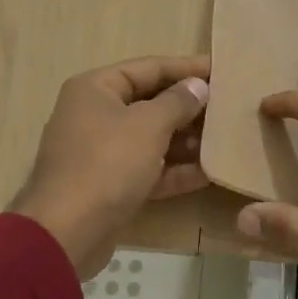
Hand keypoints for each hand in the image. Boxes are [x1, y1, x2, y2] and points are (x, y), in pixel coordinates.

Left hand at [11, 55, 211, 279]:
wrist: (68, 231)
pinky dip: (174, 170)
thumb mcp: (148, 125)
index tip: (221, 70)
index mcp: (96, 89)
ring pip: (151, 139)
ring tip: (225, 140)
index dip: (186, 68)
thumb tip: (198, 86)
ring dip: (186, 141)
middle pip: (150, 103)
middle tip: (229, 108)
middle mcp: (95, 115)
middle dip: (189, 108)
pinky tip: (210, 173)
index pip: (148, 68)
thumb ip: (178, 102)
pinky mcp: (110, 186)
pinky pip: (148, 170)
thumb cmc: (108, 163)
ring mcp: (101, 153)